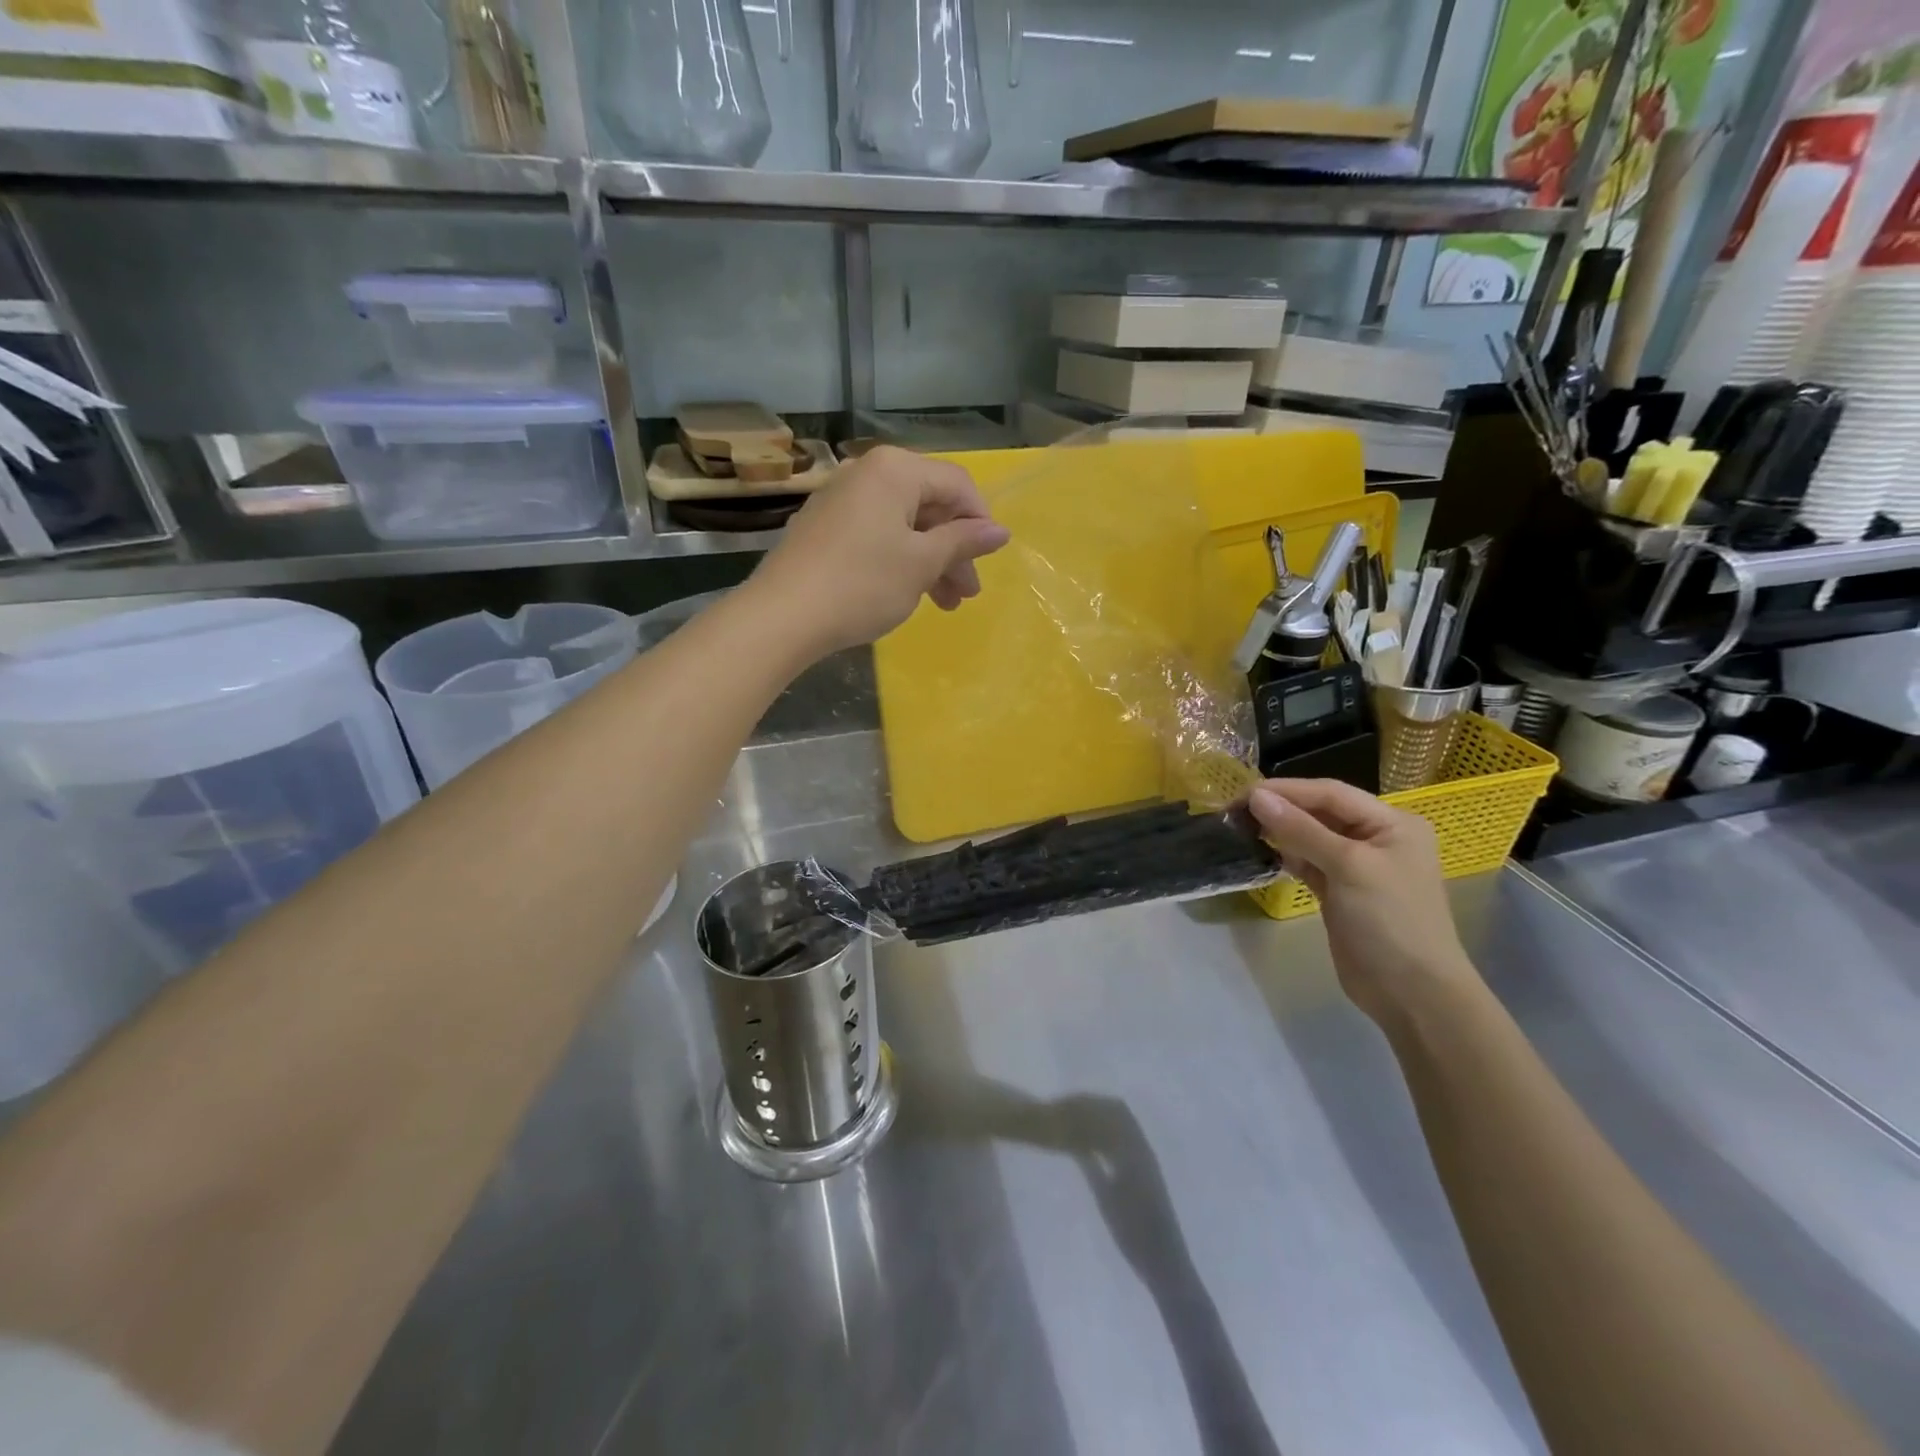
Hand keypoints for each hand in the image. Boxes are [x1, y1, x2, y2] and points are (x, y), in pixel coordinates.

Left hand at [750, 446, 1010, 655]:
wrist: (783, 616)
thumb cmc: (863, 584)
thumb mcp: (921, 564)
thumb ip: (963, 542)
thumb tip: (1000, 530)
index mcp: (895, 469)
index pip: (957, 484)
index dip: (980, 521)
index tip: (988, 560)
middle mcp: (866, 473)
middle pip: (929, 505)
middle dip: (954, 550)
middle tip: (967, 594)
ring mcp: (840, 500)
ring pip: (903, 525)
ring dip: (930, 562)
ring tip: (944, 605)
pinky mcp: (823, 528)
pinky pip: (876, 535)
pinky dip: (899, 561)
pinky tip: (906, 594)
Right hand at [1247, 779, 1481, 1030]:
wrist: (1411, 994)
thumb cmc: (1389, 920)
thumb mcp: (1348, 867)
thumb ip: (1301, 829)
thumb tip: (1256, 797)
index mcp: (1392, 823)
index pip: (1331, 794)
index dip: (1287, 790)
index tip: (1244, 793)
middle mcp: (1377, 838)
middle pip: (1321, 812)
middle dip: (1281, 809)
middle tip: (1235, 810)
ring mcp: (1358, 867)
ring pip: (1311, 837)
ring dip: (1280, 831)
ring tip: (1242, 827)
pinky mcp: (1340, 891)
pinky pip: (1309, 862)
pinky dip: (1287, 855)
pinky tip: (1264, 851)